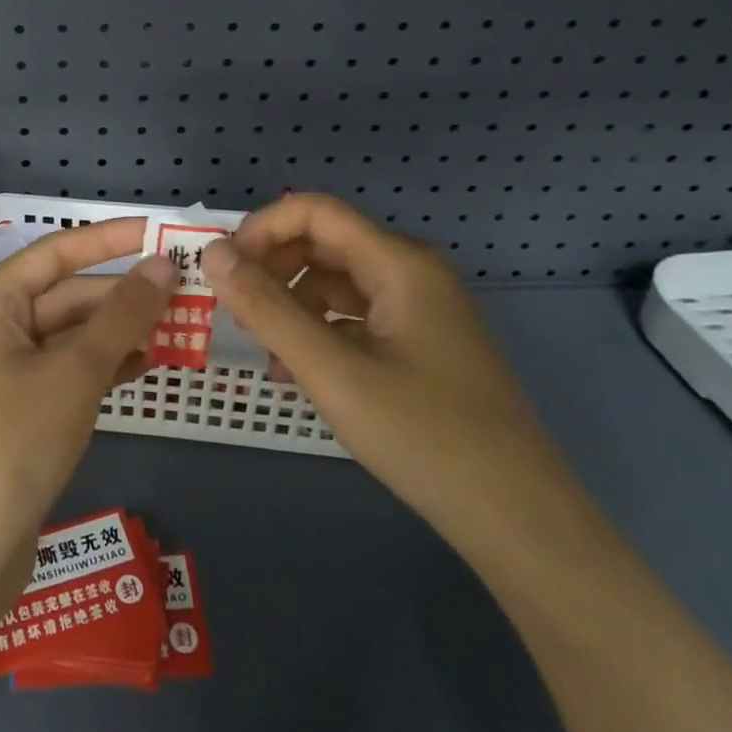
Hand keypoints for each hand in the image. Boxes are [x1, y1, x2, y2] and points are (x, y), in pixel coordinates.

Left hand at [0, 219, 178, 587]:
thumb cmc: (11, 443)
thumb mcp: (75, 373)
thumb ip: (122, 315)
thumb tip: (164, 264)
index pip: (57, 252)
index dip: (112, 239)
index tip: (163, 233)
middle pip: (65, 295)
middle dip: (123, 296)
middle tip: (186, 293)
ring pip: (68, 335)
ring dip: (118, 332)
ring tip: (176, 330)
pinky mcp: (13, 409)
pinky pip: (63, 370)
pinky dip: (101, 366)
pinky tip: (143, 367)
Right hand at [202, 194, 581, 553]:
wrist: (518, 519)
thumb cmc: (422, 435)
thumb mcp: (331, 370)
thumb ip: (266, 307)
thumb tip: (213, 253)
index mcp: (399, 262)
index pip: (314, 211)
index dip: (261, 229)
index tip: (224, 271)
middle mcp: (412, 272)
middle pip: (325, 243)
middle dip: (273, 268)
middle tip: (235, 312)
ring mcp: (421, 309)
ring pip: (338, 282)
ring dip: (293, 304)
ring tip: (264, 349)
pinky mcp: (422, 344)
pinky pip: (357, 317)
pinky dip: (320, 331)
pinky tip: (298, 372)